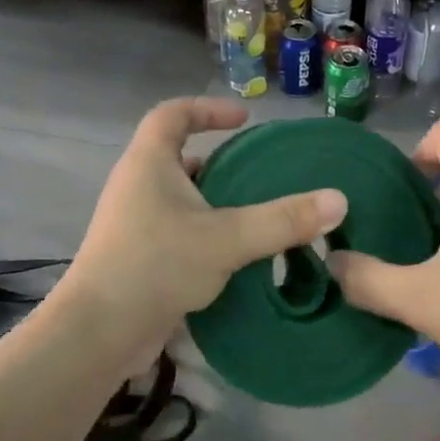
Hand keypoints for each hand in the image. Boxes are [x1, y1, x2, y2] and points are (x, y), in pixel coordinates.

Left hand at [57, 98, 347, 361]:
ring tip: (258, 216)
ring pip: (180, 200)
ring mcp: (133, 224)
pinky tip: (236, 257)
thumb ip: (282, 220)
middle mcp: (136, 186)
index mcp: (148, 163)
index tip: (244, 120)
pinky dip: (206, 235)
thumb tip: (339, 200)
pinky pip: (177, 232)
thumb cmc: (156, 266)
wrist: (100, 331)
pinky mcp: (137, 257)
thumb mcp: (226, 238)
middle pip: (178, 158)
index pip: (172, 114)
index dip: (207, 109)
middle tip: (261, 175)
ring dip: (215, 203)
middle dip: (220, 162)